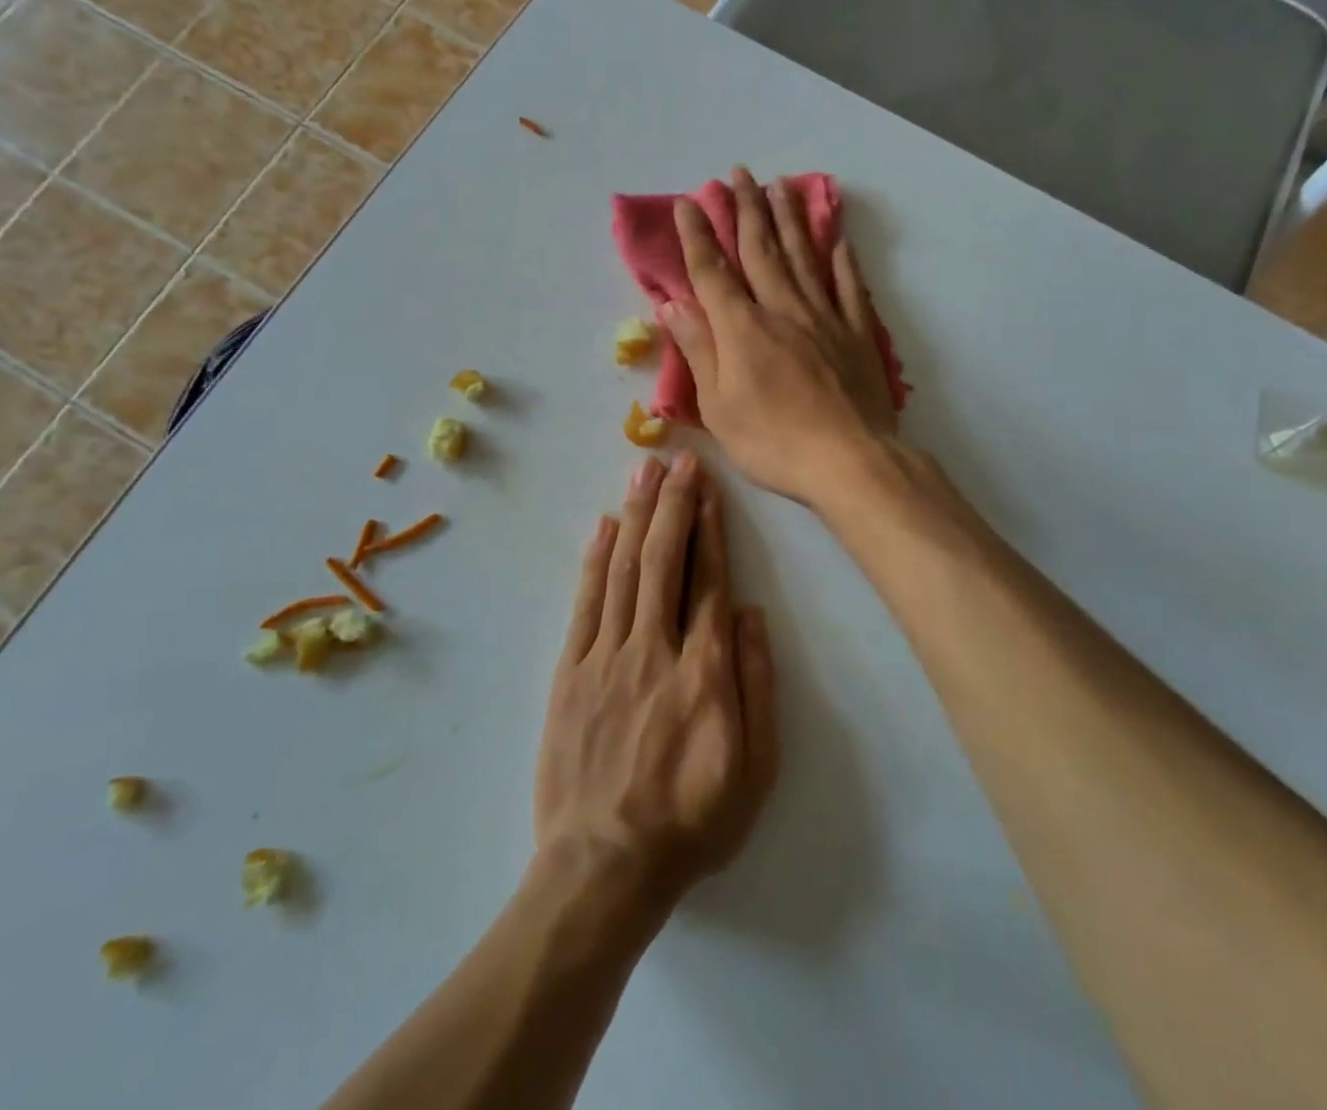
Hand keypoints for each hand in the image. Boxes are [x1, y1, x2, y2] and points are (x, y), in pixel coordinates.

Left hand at [534, 453, 778, 918]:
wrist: (604, 866)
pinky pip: (585, 603)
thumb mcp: (755, 768)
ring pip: (622, 570)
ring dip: (636, 516)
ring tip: (644, 472)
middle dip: (672, 504)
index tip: (708, 487)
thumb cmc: (691, 820)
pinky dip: (594, 560)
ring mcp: (605, 657)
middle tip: (677, 459)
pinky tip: (603, 527)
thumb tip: (752, 613)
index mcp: (703, 671)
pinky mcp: (569, 672)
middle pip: (663, 561)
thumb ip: (757, 684)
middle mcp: (653, 649)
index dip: (709, 528)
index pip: (708, 581)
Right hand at [663, 167, 897, 505]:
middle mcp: (783, 309)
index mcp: (742, 328)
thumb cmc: (773, 441)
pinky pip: (848, 286)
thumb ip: (699, 350)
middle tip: (738, 173)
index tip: (688, 202)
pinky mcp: (858, 333)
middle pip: (761, 250)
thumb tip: (674, 304)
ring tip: (780, 186)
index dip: (698, 236)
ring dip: (789, 219)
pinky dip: (841, 260)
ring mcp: (825, 318)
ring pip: (804, 256)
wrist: (849, 460)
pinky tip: (837, 239)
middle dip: (746, 209)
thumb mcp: (718, 406)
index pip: (713, 272)